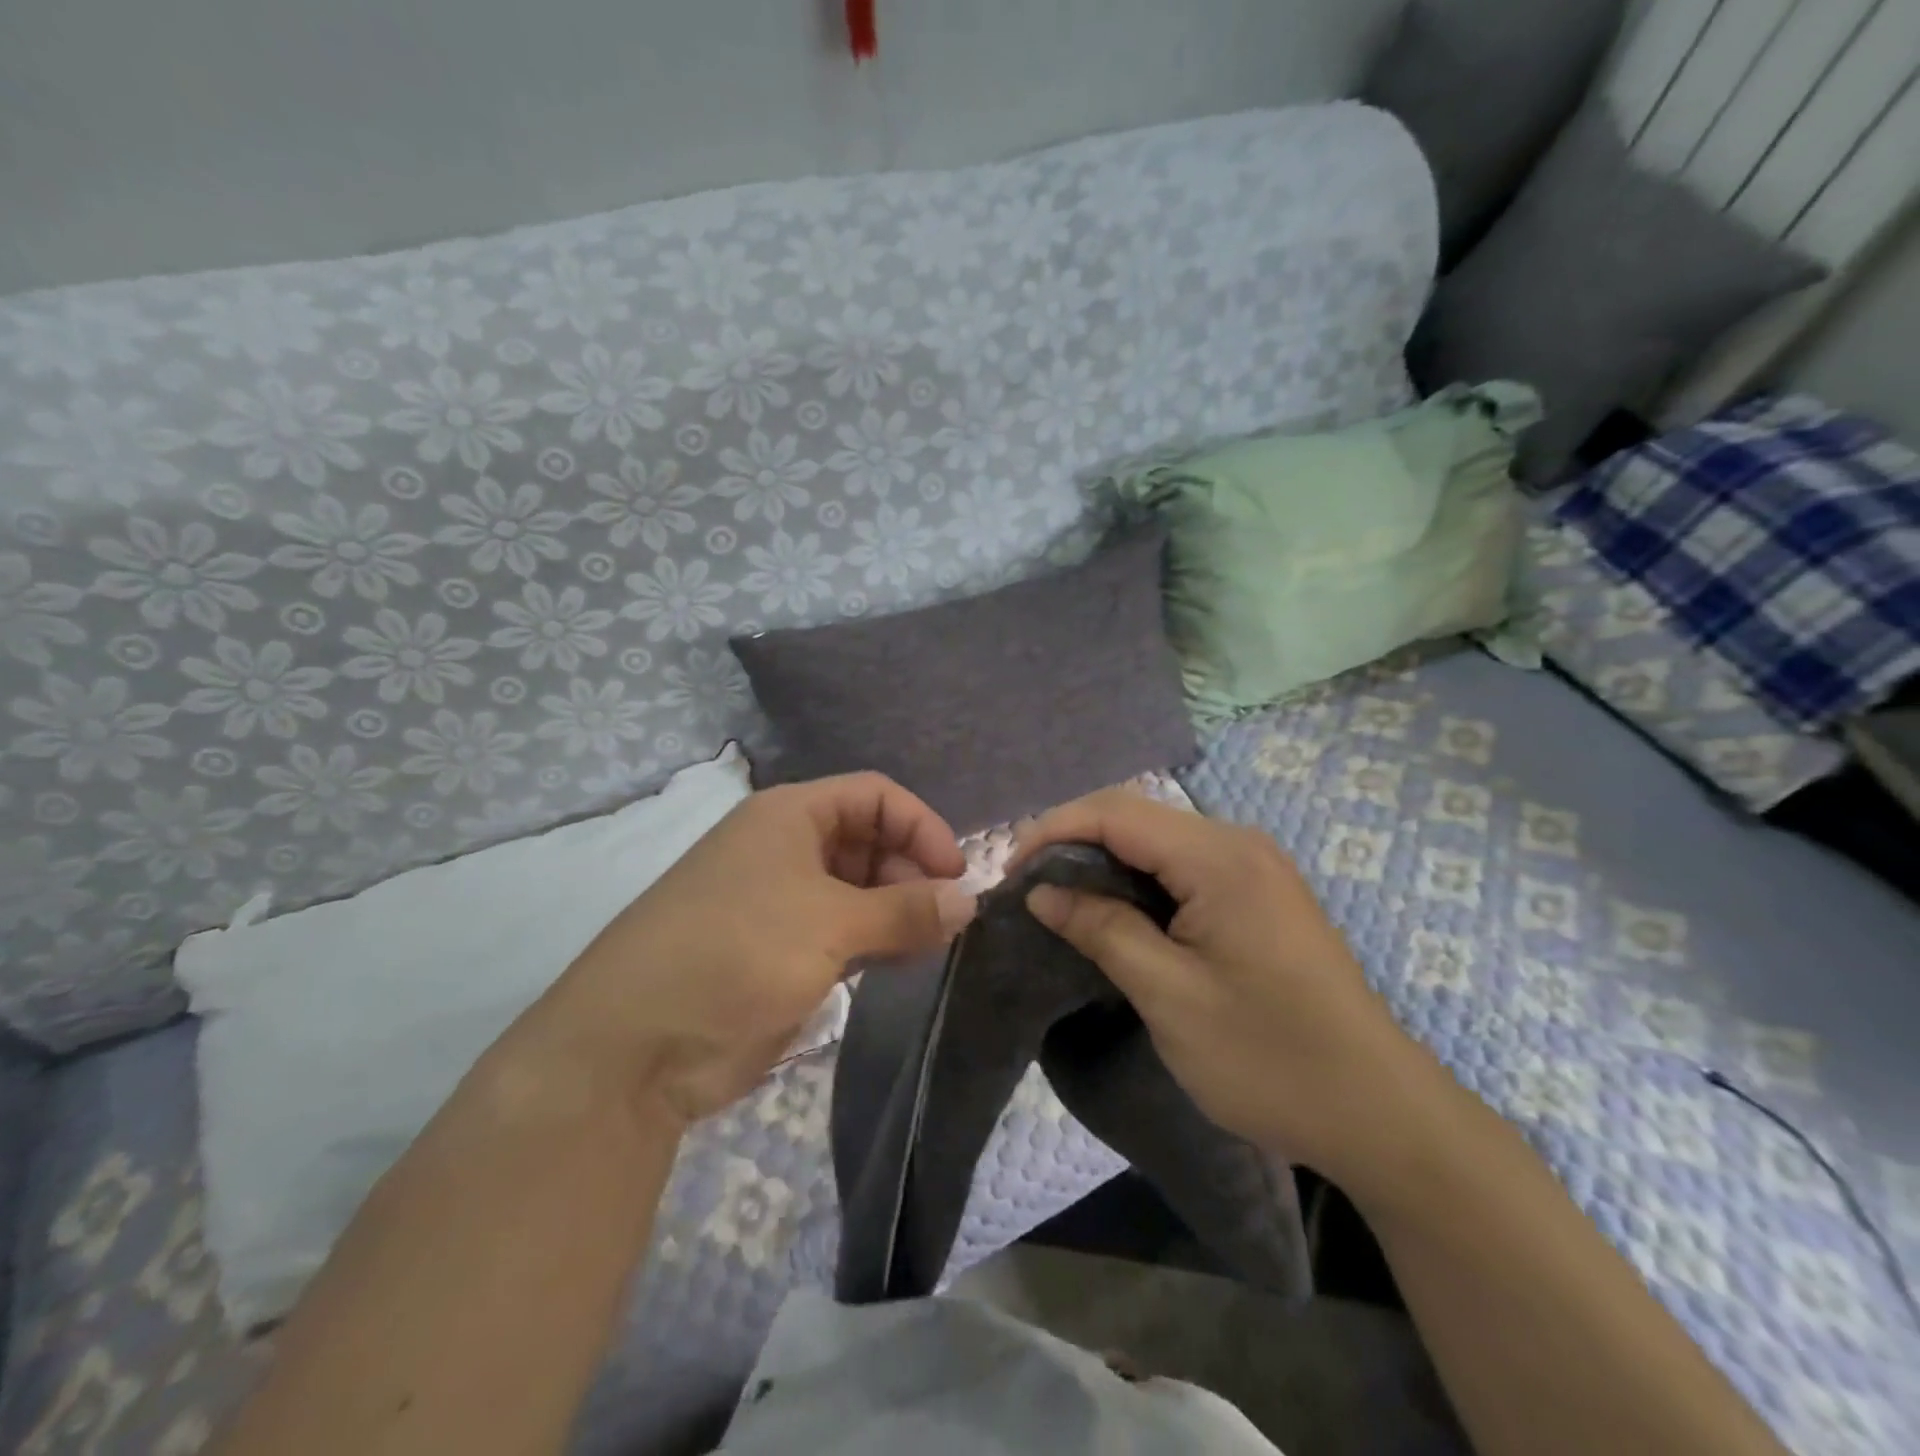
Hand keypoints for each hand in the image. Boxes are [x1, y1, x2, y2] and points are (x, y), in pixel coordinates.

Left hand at [542, 773, 976, 1125]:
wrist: (636, 1048)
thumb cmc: (738, 953)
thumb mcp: (831, 923)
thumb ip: (906, 910)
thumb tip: (969, 901)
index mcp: (790, 816)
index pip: (875, 796)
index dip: (921, 826)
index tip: (956, 874)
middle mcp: (786, 848)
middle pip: (869, 840)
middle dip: (912, 871)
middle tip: (947, 918)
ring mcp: (781, 902)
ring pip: (858, 889)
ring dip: (897, 910)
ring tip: (931, 944)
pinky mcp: (780, 951)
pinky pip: (842, 932)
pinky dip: (875, 941)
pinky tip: (900, 963)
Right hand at [1011, 788, 1425, 1184]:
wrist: (1379, 1114)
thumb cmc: (1269, 1057)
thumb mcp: (1168, 995)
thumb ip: (1101, 929)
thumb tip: (1042, 891)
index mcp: (1219, 857)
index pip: (1115, 812)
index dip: (1053, 831)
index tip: (1010, 873)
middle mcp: (1239, 844)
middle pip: (1136, 817)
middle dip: (1073, 842)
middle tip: (1029, 888)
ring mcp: (1255, 868)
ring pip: (1157, 840)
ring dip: (1104, 861)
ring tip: (1059, 899)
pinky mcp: (1260, 894)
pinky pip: (1183, 866)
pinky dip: (1137, 880)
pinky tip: (1115, 912)